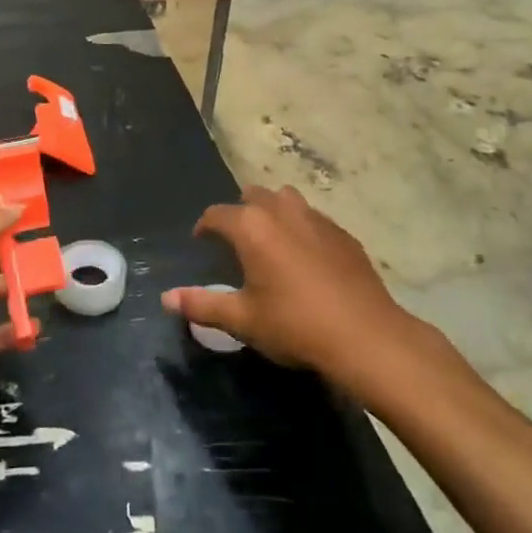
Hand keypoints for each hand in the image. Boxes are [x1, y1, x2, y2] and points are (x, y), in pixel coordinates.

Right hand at [163, 185, 451, 396]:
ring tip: (271, 241)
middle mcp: (282, 211)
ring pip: (286, 200)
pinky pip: (314, 219)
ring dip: (273, 212)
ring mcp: (317, 219)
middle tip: (237, 241)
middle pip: (253, 196)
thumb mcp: (242, 320)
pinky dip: (302, 229)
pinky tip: (306, 258)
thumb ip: (202, 304)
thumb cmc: (295, 325)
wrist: (366, 336)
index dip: (204, 226)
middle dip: (240, 212)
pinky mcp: (344, 234)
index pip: (217, 214)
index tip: (201, 242)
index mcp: (251, 226)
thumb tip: (166, 298)